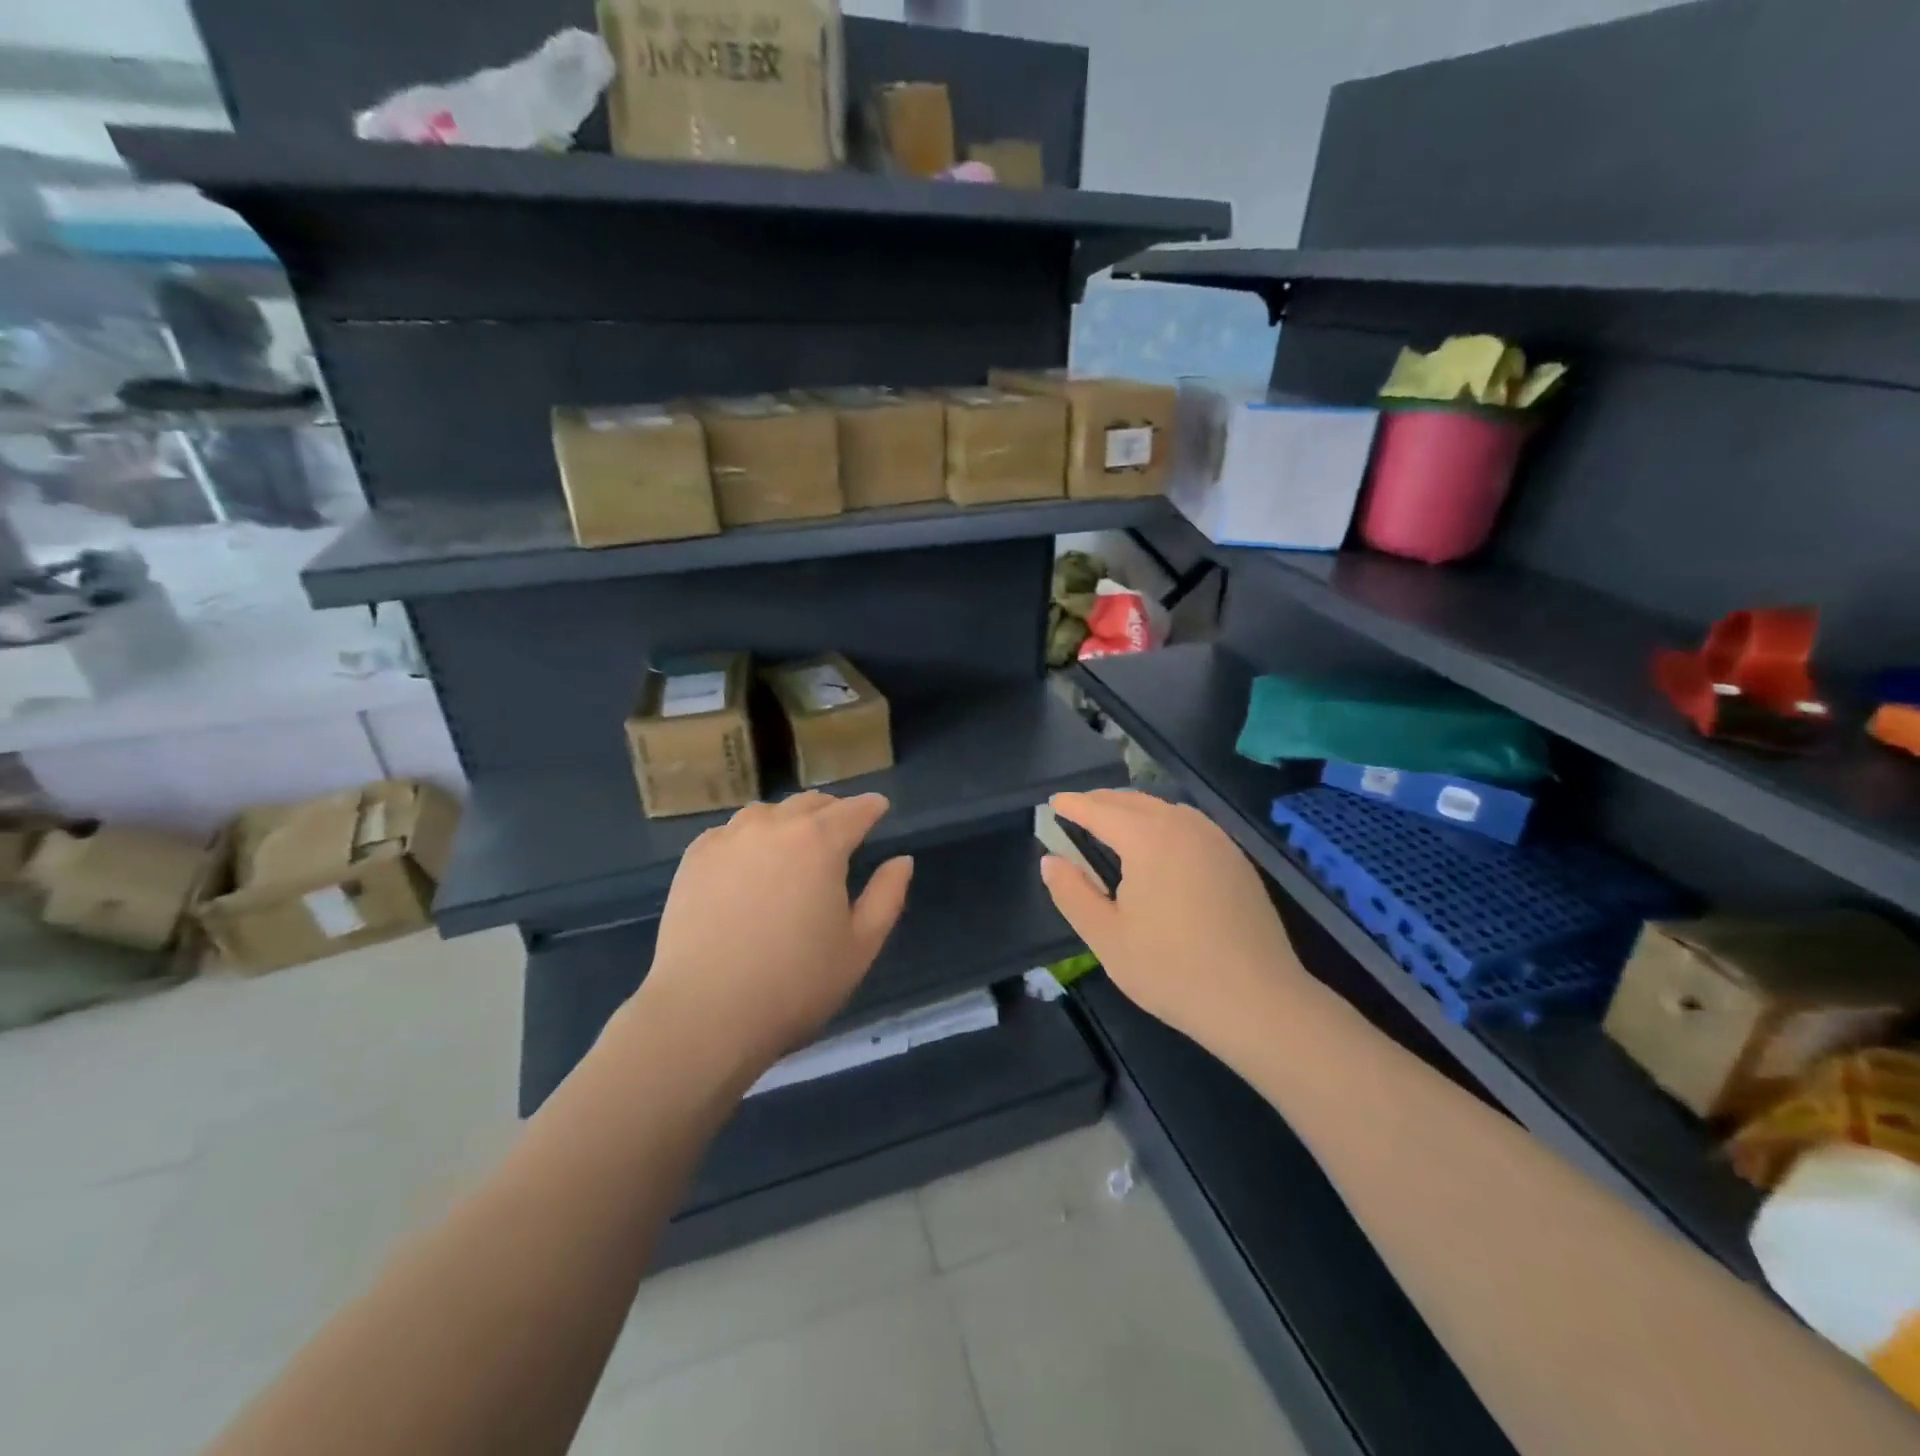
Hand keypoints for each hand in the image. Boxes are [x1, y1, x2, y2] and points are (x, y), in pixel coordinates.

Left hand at [624, 792, 913, 1085]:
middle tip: (841, 829)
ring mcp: (728, 839)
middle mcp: (774, 827)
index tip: (879, 808)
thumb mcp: (860, 947)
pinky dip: (748, 838)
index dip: (872, 807)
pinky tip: (748, 863)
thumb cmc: (795, 984)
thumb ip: (887, 896)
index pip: (855, 810)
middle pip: (810, 803)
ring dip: (788, 821)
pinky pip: (729, 833)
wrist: (703, 1013)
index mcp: (820, 842)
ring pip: (766, 814)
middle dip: (832, 810)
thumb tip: (902, 861)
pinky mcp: (694, 859)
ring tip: (793, 844)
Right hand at [1041, 790, 1304, 1056]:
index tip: (1054, 801)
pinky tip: (1159, 843)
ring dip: (1134, 808)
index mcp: (1148, 839)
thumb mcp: (1107, 937)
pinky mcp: (1236, 860)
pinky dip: (1163, 821)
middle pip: (1135, 801)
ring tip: (1113, 821)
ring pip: (1166, 809)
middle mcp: (1184, 827)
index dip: (1074, 805)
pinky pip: (1190, 824)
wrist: (1259, 1002)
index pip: (1100, 810)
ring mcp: (1216, 841)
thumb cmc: (1172, 970)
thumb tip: (1050, 861)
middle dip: (1102, 801)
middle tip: (1077, 808)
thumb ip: (1072, 893)